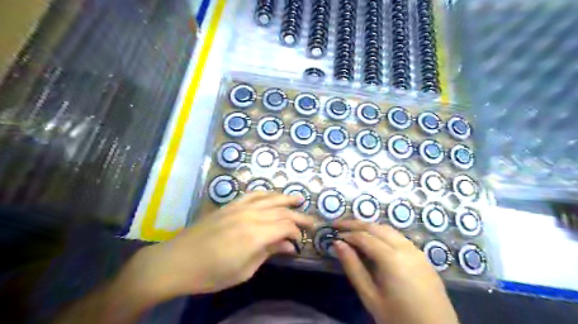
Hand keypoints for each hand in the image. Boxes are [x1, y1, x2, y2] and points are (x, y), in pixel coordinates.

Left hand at [115, 192, 311, 306]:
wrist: (177, 261)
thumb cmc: (211, 273)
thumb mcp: (244, 270)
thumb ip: (269, 252)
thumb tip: (289, 246)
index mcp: (256, 233)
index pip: (286, 227)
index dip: (297, 233)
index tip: (300, 242)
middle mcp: (251, 215)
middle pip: (281, 211)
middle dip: (298, 216)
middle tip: (311, 221)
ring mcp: (239, 207)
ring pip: (269, 198)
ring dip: (285, 198)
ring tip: (298, 199)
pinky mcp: (230, 205)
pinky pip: (252, 194)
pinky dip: (265, 193)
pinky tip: (272, 194)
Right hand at [332, 220, 458, 322]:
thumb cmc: (398, 318)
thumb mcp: (370, 296)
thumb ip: (353, 267)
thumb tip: (338, 244)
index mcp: (392, 259)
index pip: (364, 237)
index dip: (347, 233)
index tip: (333, 234)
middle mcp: (406, 248)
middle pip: (376, 227)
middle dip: (355, 224)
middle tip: (338, 225)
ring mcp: (416, 250)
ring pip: (388, 229)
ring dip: (369, 227)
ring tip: (353, 230)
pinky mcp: (422, 256)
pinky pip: (398, 237)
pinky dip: (382, 233)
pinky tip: (374, 240)